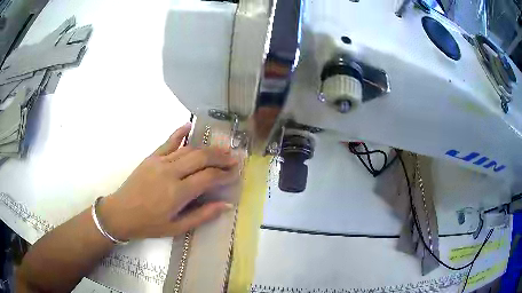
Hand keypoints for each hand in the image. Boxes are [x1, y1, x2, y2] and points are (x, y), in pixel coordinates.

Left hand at [98, 123, 238, 239]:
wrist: (120, 213)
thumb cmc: (149, 224)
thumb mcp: (177, 228)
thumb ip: (202, 216)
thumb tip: (226, 205)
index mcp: (177, 193)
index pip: (208, 177)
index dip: (225, 174)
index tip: (236, 173)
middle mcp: (170, 172)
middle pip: (201, 158)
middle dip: (221, 157)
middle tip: (234, 158)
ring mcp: (159, 162)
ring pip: (188, 149)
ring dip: (207, 149)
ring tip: (221, 149)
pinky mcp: (151, 157)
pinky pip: (168, 142)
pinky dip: (179, 133)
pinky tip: (189, 126)